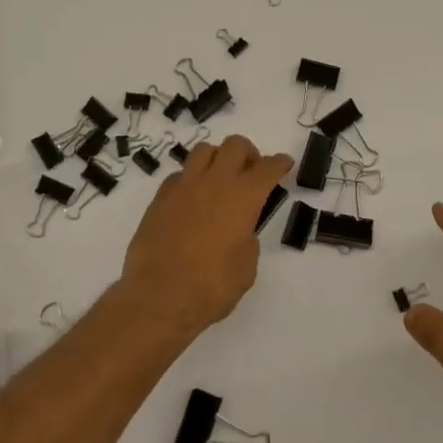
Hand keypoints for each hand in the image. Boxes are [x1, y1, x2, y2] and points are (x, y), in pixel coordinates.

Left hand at [117, 135, 292, 338]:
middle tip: (251, 170)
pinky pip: (180, 174)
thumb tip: (238, 232)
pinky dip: (191, 179)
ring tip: (220, 178)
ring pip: (204, 150)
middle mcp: (215, 182)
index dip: (279, 163)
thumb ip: (247, 241)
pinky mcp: (160, 198)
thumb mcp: (246, 268)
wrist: (159, 297)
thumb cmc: (211, 287)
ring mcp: (184, 186)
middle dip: (248, 153)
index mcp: (243, 198)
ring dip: (218, 158)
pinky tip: (192, 198)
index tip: (284, 164)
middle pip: (235, 145)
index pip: (267, 168)